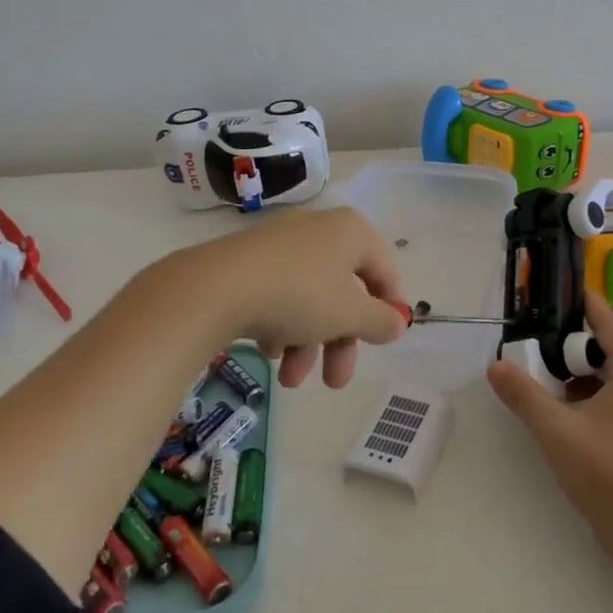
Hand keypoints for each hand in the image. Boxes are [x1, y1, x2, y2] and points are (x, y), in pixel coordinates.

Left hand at [166, 207, 405, 388]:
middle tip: (336, 382)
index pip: (384, 270)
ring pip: (309, 299)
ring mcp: (280, 244)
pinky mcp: (247, 261)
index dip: (390, 308)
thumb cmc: (298, 295)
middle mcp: (318, 230)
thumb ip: (380, 321)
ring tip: (289, 380)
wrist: (214, 288)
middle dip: (340, 343)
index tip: (387, 342)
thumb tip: (398, 322)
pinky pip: (278, 295)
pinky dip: (281, 326)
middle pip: (344, 292)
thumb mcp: (350, 314)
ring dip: (307, 344)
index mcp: (351, 232)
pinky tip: (269, 352)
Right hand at [487, 292, 612, 550]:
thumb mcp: (556, 429)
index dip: (578, 303)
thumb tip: (495, 366)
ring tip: (545, 381)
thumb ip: (523, 394)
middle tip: (534, 344)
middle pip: (607, 348)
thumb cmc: (607, 471)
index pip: (605, 320)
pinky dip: (594, 395)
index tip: (552, 292)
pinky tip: (568, 413)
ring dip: (580, 375)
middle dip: (570, 346)